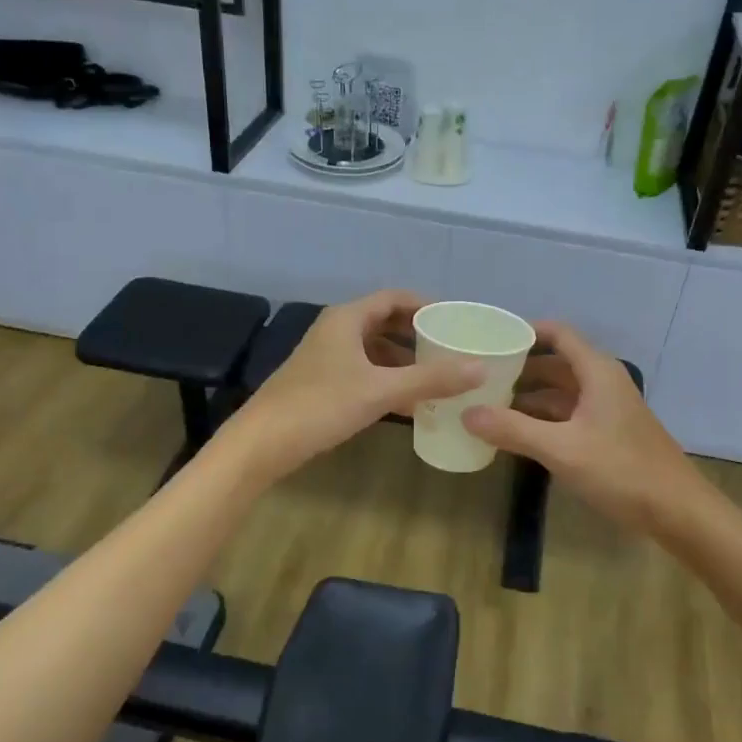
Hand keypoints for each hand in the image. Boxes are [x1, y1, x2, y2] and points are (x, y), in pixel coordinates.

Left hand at [224, 291, 483, 482]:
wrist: (261, 443)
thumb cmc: (320, 406)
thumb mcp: (380, 391)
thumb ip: (430, 379)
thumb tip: (480, 369)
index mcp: (347, 319)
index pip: (394, 298)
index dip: (426, 305)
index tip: (455, 319)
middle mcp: (336, 331)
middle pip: (385, 322)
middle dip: (418, 334)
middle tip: (452, 348)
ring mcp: (326, 357)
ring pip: (374, 349)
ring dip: (404, 360)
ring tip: (438, 376)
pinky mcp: (322, 382)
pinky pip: (364, 371)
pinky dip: (388, 379)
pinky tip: (409, 402)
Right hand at [462, 322, 702, 532]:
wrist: (678, 511)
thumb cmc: (621, 470)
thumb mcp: (561, 449)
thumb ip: (513, 430)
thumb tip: (467, 413)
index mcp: (597, 372)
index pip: (558, 334)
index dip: (526, 332)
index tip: (490, 338)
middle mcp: (602, 383)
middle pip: (556, 363)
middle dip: (519, 368)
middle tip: (478, 375)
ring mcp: (607, 410)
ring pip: (561, 392)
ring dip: (528, 396)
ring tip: (487, 404)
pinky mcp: (608, 434)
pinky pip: (568, 415)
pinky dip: (542, 419)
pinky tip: (516, 433)